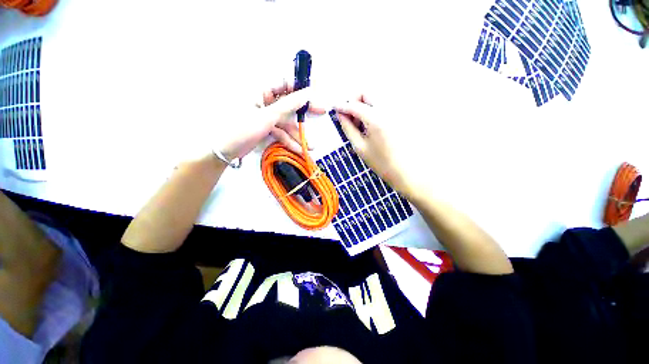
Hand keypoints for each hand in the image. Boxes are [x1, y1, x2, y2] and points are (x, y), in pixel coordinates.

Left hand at [218, 81, 324, 160]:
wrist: (225, 150)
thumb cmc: (242, 129)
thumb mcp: (267, 116)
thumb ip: (288, 105)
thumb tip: (306, 93)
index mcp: (261, 91)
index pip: (284, 82)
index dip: (299, 86)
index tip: (314, 92)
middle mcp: (264, 101)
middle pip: (288, 103)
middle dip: (304, 111)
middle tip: (321, 111)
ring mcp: (266, 116)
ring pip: (286, 121)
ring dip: (297, 133)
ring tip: (310, 146)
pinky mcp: (266, 128)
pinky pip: (281, 132)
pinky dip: (289, 140)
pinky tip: (299, 149)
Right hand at [334, 95, 414, 197]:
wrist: (406, 171)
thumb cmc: (381, 163)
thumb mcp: (360, 147)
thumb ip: (348, 128)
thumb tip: (340, 114)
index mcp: (376, 119)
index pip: (355, 105)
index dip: (342, 105)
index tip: (334, 108)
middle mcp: (388, 109)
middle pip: (367, 93)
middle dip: (354, 101)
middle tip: (349, 117)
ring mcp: (397, 110)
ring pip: (375, 97)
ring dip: (364, 105)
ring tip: (360, 124)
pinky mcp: (401, 115)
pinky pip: (384, 105)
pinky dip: (373, 110)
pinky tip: (371, 125)